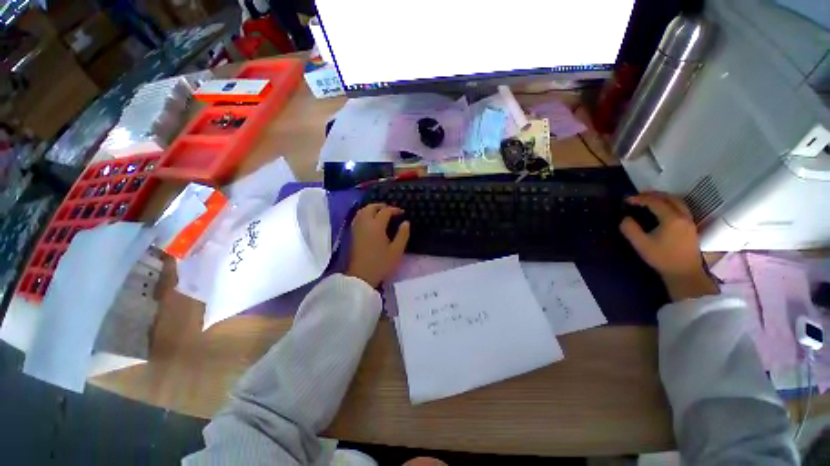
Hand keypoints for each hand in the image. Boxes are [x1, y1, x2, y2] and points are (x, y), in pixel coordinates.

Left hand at [346, 204, 409, 287]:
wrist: (361, 277)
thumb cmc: (381, 264)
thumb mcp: (397, 250)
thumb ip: (403, 234)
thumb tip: (406, 222)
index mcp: (376, 226)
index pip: (385, 211)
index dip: (395, 210)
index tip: (402, 213)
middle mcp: (364, 223)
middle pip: (371, 207)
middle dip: (381, 206)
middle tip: (391, 210)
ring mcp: (356, 228)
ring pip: (362, 211)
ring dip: (372, 208)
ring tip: (381, 213)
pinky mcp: (352, 234)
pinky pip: (358, 217)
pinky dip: (365, 213)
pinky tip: (370, 220)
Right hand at [619, 192, 717, 301]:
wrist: (685, 273)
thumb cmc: (662, 258)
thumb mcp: (641, 244)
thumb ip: (630, 229)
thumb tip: (625, 218)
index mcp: (671, 218)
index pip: (654, 202)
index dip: (639, 198)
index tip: (626, 200)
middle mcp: (683, 215)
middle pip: (669, 197)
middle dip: (652, 194)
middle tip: (637, 197)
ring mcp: (689, 220)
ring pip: (677, 201)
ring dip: (662, 198)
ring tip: (649, 201)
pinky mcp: (691, 226)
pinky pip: (680, 207)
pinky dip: (669, 203)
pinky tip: (661, 209)